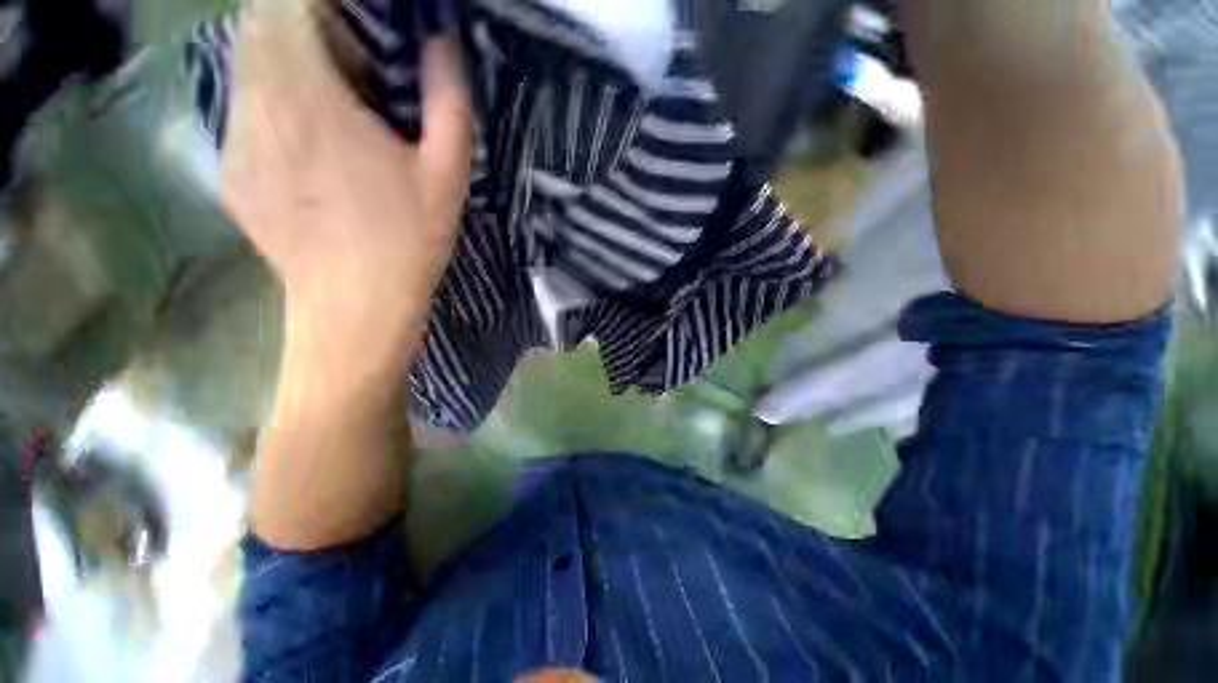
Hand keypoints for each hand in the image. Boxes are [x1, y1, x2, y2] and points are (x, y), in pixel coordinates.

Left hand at [221, 0, 472, 356]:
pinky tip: (314, 147)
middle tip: (357, 61)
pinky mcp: (231, 170)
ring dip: (290, 61)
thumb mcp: (447, 176)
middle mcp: (256, 105)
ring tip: (339, 106)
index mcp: (308, 97)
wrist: (354, 307)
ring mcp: (235, 139)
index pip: (289, 3)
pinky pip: (244, 107)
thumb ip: (447, 102)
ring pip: (247, 63)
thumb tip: (441, 44)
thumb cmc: (407, 242)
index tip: (362, 18)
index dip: (325, 0)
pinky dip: (274, 100)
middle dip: (306, 22)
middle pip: (259, 23)